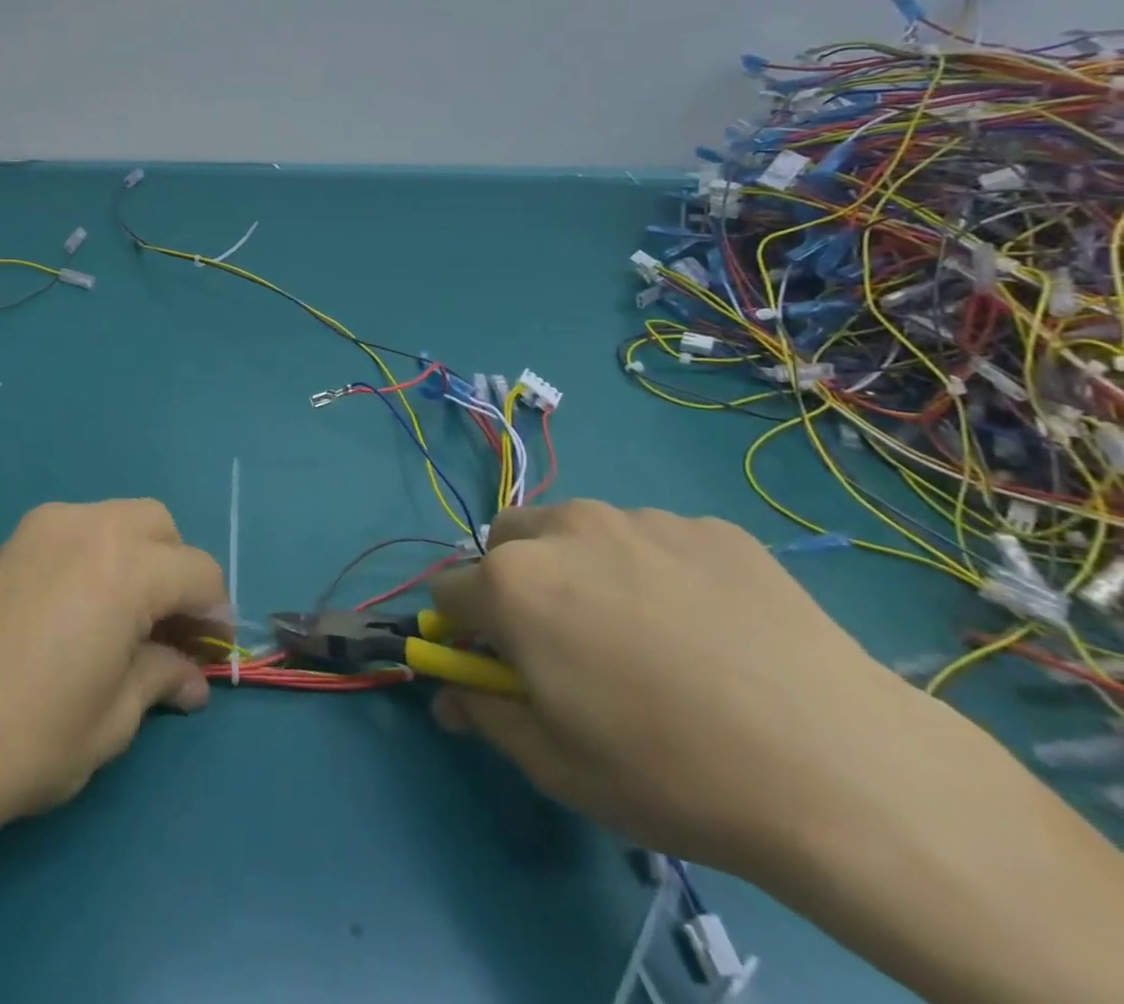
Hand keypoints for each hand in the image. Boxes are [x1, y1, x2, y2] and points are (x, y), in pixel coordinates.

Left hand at [0, 499, 227, 861]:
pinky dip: (97, 555)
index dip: (214, 612)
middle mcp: (89, 527)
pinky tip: (79, 610)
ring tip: (125, 619)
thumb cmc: (25, 739)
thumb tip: (189, 676)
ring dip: (137, 557)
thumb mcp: (110, 720)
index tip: (210, 651)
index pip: (199, 571)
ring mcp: (43, 526)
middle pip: (160, 526)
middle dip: (177, 570)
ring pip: (116, 519)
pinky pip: (76, 530)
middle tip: (169, 629)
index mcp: (126, 567)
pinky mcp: (10, 540)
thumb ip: (159, 679)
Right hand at [427, 499, 920, 873]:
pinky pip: (655, 539)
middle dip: (514, 581)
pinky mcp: (709, 527)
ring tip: (646, 634)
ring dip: (582, 568)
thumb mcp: (556, 765)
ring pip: (579, 532)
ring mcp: (640, 519)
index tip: (492, 662)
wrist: (844, 771)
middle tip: (564, 642)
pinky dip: (656, 571)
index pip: (448, 589)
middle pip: (506, 540)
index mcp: (512, 582)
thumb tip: (451, 695)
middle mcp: (564, 529)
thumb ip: (485, 714)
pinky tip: (710, 629)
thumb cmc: (671, 773)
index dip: (460, 628)